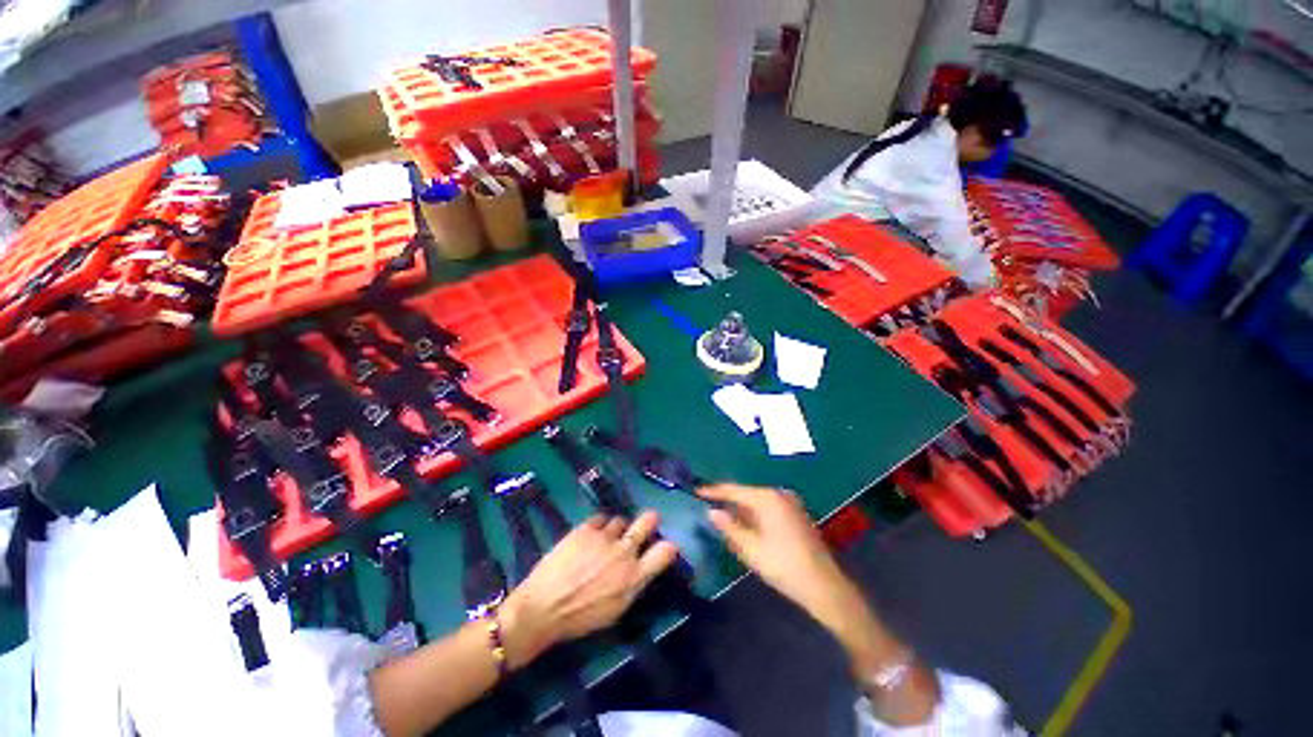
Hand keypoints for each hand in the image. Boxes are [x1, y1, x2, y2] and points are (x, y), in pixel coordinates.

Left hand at [499, 511, 678, 668]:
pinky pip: (600, 518)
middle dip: (650, 519)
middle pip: (648, 521)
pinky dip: (598, 526)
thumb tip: (639, 569)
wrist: (542, 609)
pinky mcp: (586, 528)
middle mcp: (624, 552)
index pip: (666, 551)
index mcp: (634, 578)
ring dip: (617, 529)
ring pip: (620, 520)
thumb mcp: (615, 610)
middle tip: (646, 522)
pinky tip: (590, 537)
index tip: (664, 546)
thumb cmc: (579, 619)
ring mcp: (605, 537)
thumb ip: (632, 585)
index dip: (668, 546)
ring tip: (604, 539)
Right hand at [698, 484, 853, 626]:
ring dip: (739, 508)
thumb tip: (711, 512)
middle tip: (705, 503)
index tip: (696, 490)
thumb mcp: (751, 549)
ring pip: (756, 501)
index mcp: (767, 498)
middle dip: (726, 499)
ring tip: (719, 513)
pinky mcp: (796, 514)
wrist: (825, 587)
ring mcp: (790, 503)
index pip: (734, 490)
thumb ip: (729, 527)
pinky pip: (767, 508)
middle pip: (746, 493)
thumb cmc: (784, 566)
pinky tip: (743, 524)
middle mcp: (779, 494)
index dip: (714, 491)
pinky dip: (753, 514)